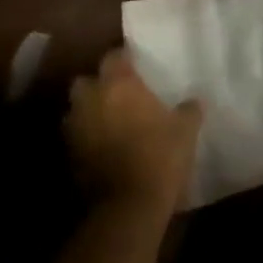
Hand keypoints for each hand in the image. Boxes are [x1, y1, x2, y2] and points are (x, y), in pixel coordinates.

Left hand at [65, 48, 201, 219]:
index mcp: (119, 84)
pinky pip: (76, 138)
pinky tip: (103, 148)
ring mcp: (75, 128)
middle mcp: (91, 99)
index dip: (125, 58)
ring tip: (109, 122)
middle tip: (118, 94)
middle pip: (86, 80)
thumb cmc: (159, 157)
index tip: (137, 64)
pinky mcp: (68, 156)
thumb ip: (188, 109)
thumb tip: (194, 100)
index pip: (114, 56)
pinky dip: (86, 139)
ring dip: (88, 112)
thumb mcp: (185, 130)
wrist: (127, 207)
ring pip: (76, 110)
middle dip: (97, 85)